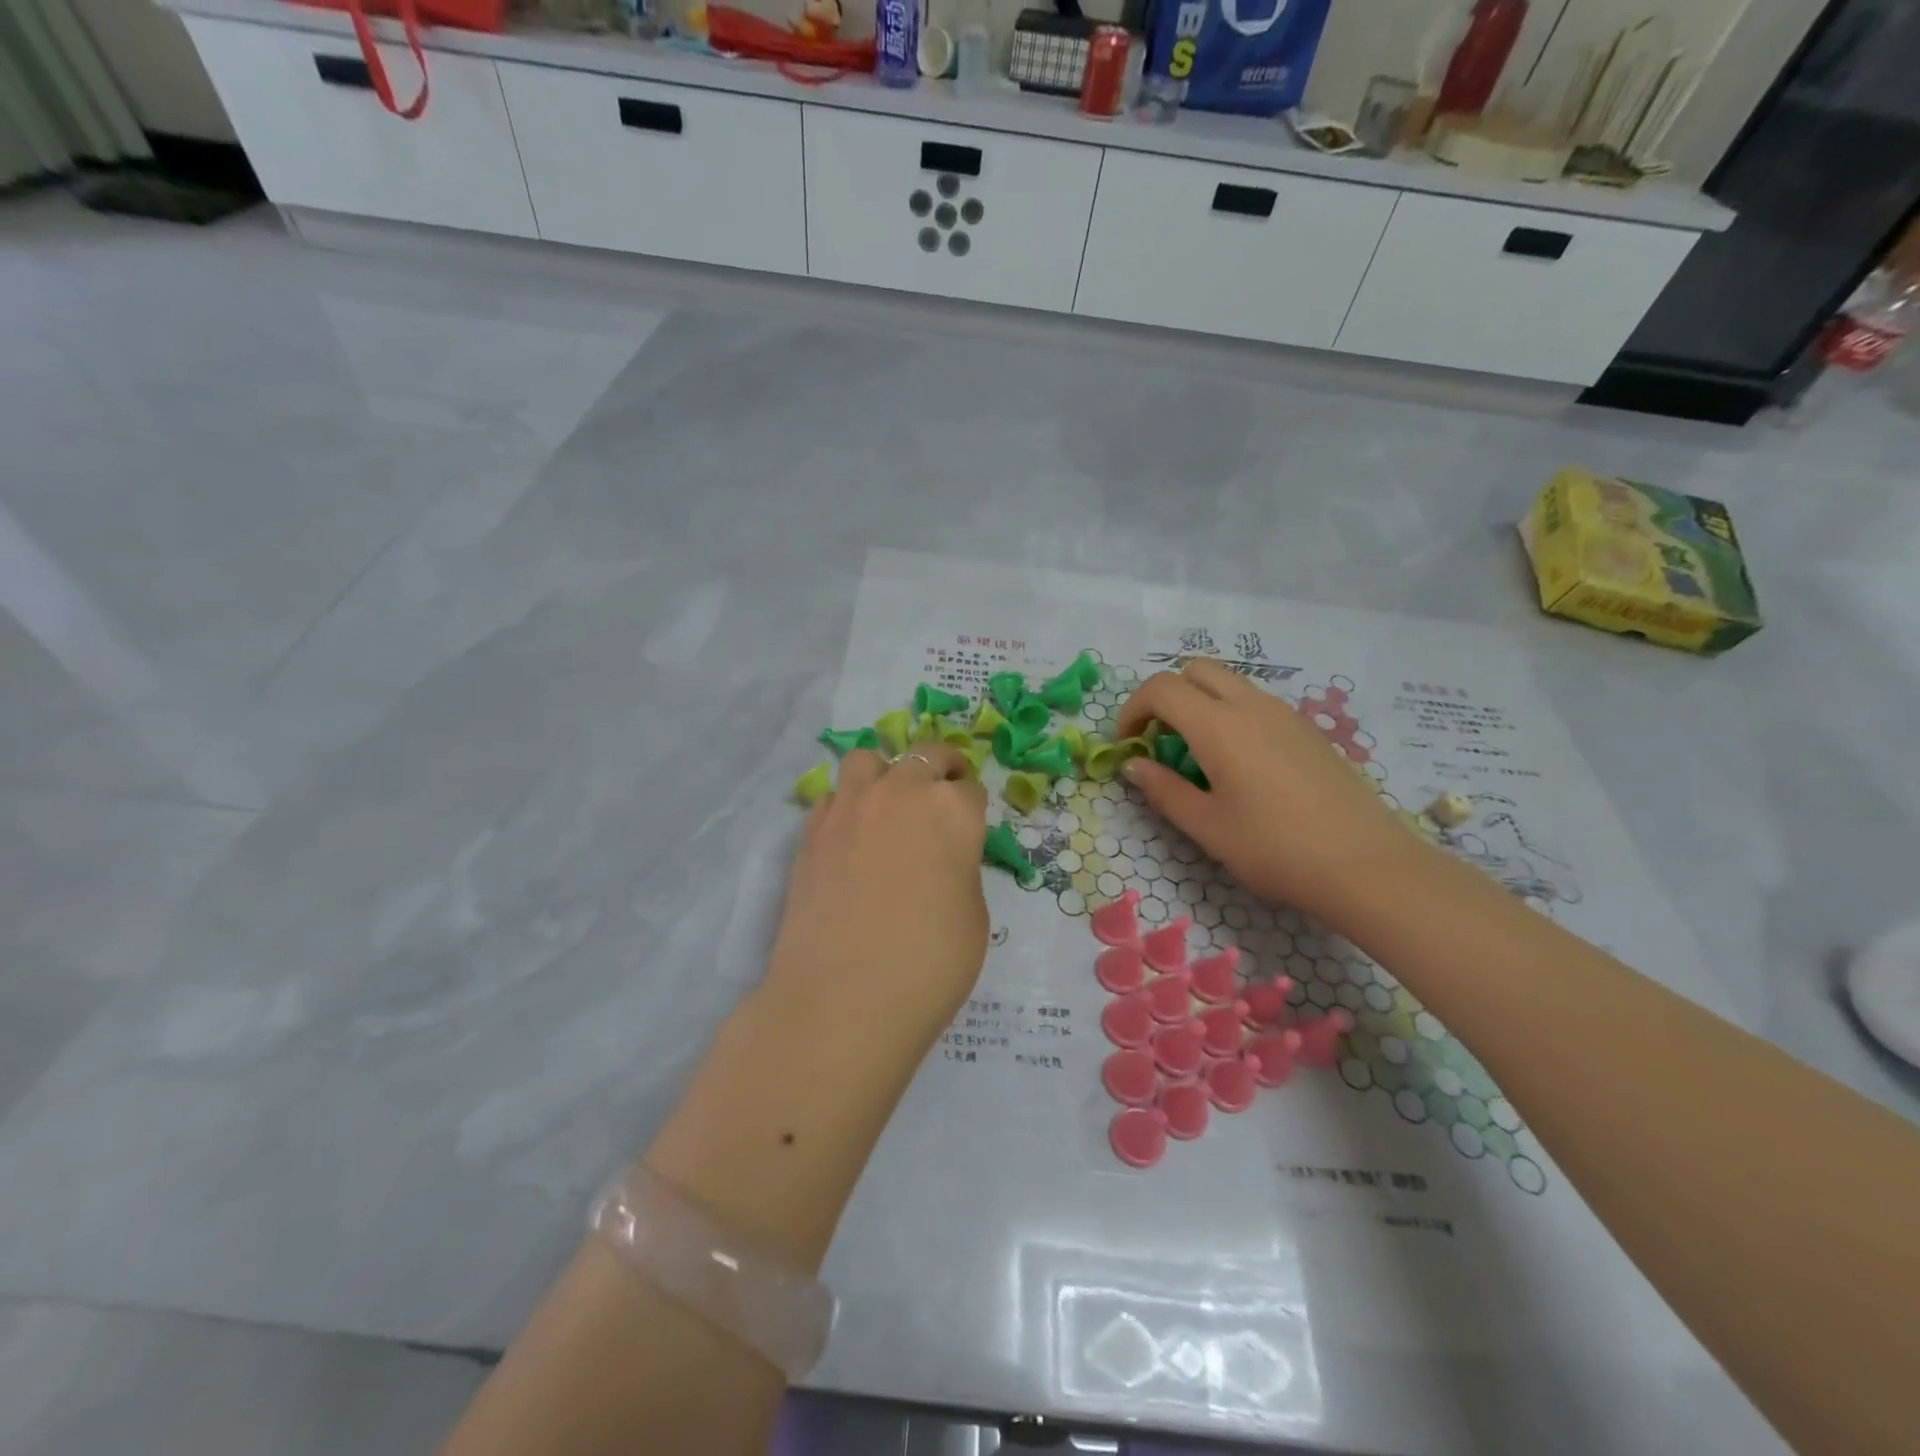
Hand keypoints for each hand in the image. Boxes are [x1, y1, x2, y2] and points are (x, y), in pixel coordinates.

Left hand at [763, 742, 989, 1049]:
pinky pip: (832, 797)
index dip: (972, 809)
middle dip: (939, 770)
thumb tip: (943, 857)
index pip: (970, 789)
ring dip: (884, 774)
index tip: (969, 827)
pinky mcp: (811, 831)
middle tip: (939, 797)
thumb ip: (960, 867)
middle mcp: (902, 792)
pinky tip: (850, 838)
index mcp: (952, 810)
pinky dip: (846, 806)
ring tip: (887, 805)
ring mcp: (850, 807)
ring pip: (868, 760)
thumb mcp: (973, 915)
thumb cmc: (929, 964)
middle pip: (925, 755)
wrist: (844, 997)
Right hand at [1115, 660, 1422, 929]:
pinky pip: (1256, 704)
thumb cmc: (1276, 849)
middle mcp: (1252, 706)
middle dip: (1166, 696)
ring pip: (1229, 684)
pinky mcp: (1309, 731)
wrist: (1368, 867)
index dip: (1132, 710)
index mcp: (1219, 726)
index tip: (1128, 746)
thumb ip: (1164, 790)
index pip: (1161, 688)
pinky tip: (1241, 767)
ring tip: (1198, 757)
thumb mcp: (1208, 827)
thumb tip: (1134, 765)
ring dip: (1200, 705)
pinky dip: (1231, 716)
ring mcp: (1286, 715)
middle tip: (1160, 741)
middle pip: (1196, 670)